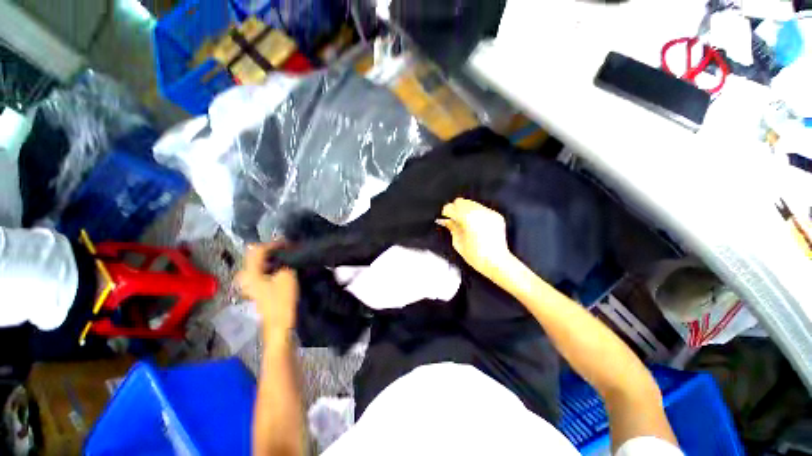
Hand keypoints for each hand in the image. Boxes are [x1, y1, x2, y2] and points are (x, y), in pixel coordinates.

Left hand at [236, 242, 298, 332]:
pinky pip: (262, 271)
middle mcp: (245, 276)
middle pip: (256, 256)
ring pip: (259, 263)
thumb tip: (284, 252)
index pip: (258, 249)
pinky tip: (282, 268)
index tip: (289, 243)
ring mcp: (249, 283)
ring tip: (287, 258)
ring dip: (272, 259)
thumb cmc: (282, 299)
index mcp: (249, 272)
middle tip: (288, 249)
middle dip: (272, 250)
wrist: (279, 324)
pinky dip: (272, 266)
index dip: (273, 243)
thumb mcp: (286, 275)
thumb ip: (283, 261)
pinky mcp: (256, 289)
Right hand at [437, 198, 513, 279]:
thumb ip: (451, 228)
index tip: (445, 217)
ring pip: (472, 203)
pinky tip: (477, 224)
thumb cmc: (474, 256)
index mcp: (466, 218)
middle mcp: (478, 211)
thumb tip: (446, 220)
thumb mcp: (457, 243)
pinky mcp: (496, 215)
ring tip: (465, 221)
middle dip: (456, 209)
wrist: (497, 262)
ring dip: (466, 210)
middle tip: (454, 219)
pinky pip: (482, 209)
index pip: (451, 207)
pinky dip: (476, 214)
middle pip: (461, 201)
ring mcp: (488, 212)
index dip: (446, 212)